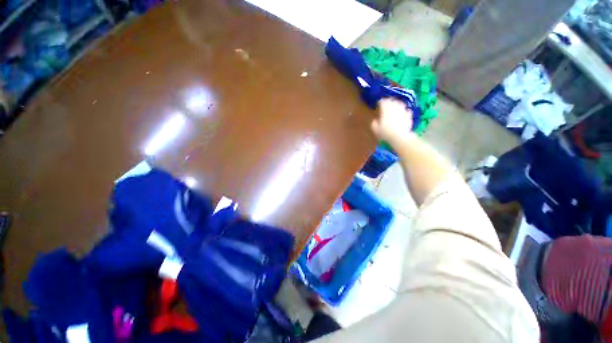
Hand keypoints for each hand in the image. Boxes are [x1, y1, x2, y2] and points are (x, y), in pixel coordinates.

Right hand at [371, 98, 412, 143]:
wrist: (399, 137)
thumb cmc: (385, 133)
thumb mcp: (376, 130)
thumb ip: (374, 124)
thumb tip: (375, 120)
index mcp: (385, 110)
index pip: (383, 102)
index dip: (381, 102)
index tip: (379, 103)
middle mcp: (394, 108)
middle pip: (392, 101)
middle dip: (389, 101)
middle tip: (387, 102)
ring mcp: (402, 111)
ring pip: (400, 104)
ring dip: (397, 104)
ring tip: (396, 106)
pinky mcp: (408, 116)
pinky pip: (407, 111)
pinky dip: (405, 111)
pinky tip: (404, 112)